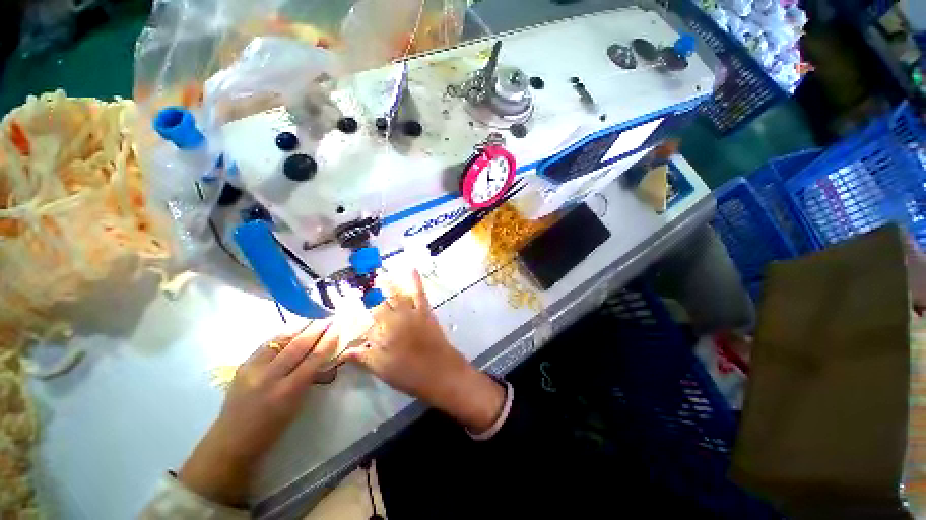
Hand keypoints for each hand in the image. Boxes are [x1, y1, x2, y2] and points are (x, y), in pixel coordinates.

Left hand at [179, 320, 339, 505]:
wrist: (232, 440)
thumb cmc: (272, 428)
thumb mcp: (297, 404)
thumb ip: (310, 378)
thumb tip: (326, 356)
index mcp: (288, 391)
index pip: (314, 358)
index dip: (328, 340)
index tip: (338, 327)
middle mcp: (270, 377)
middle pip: (298, 345)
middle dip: (317, 329)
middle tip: (329, 318)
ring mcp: (253, 369)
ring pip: (281, 340)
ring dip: (300, 327)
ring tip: (313, 318)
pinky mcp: (242, 365)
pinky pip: (267, 344)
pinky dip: (283, 334)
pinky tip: (292, 329)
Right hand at [343, 270, 505, 433]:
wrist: (440, 371)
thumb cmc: (409, 374)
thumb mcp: (382, 369)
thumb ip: (363, 357)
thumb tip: (345, 351)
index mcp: (382, 334)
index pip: (365, 320)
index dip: (355, 314)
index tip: (346, 306)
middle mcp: (394, 319)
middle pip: (379, 305)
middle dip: (369, 297)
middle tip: (360, 288)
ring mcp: (411, 313)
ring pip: (396, 295)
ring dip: (388, 284)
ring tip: (380, 275)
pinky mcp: (425, 311)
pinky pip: (419, 293)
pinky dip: (415, 280)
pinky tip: (412, 269)